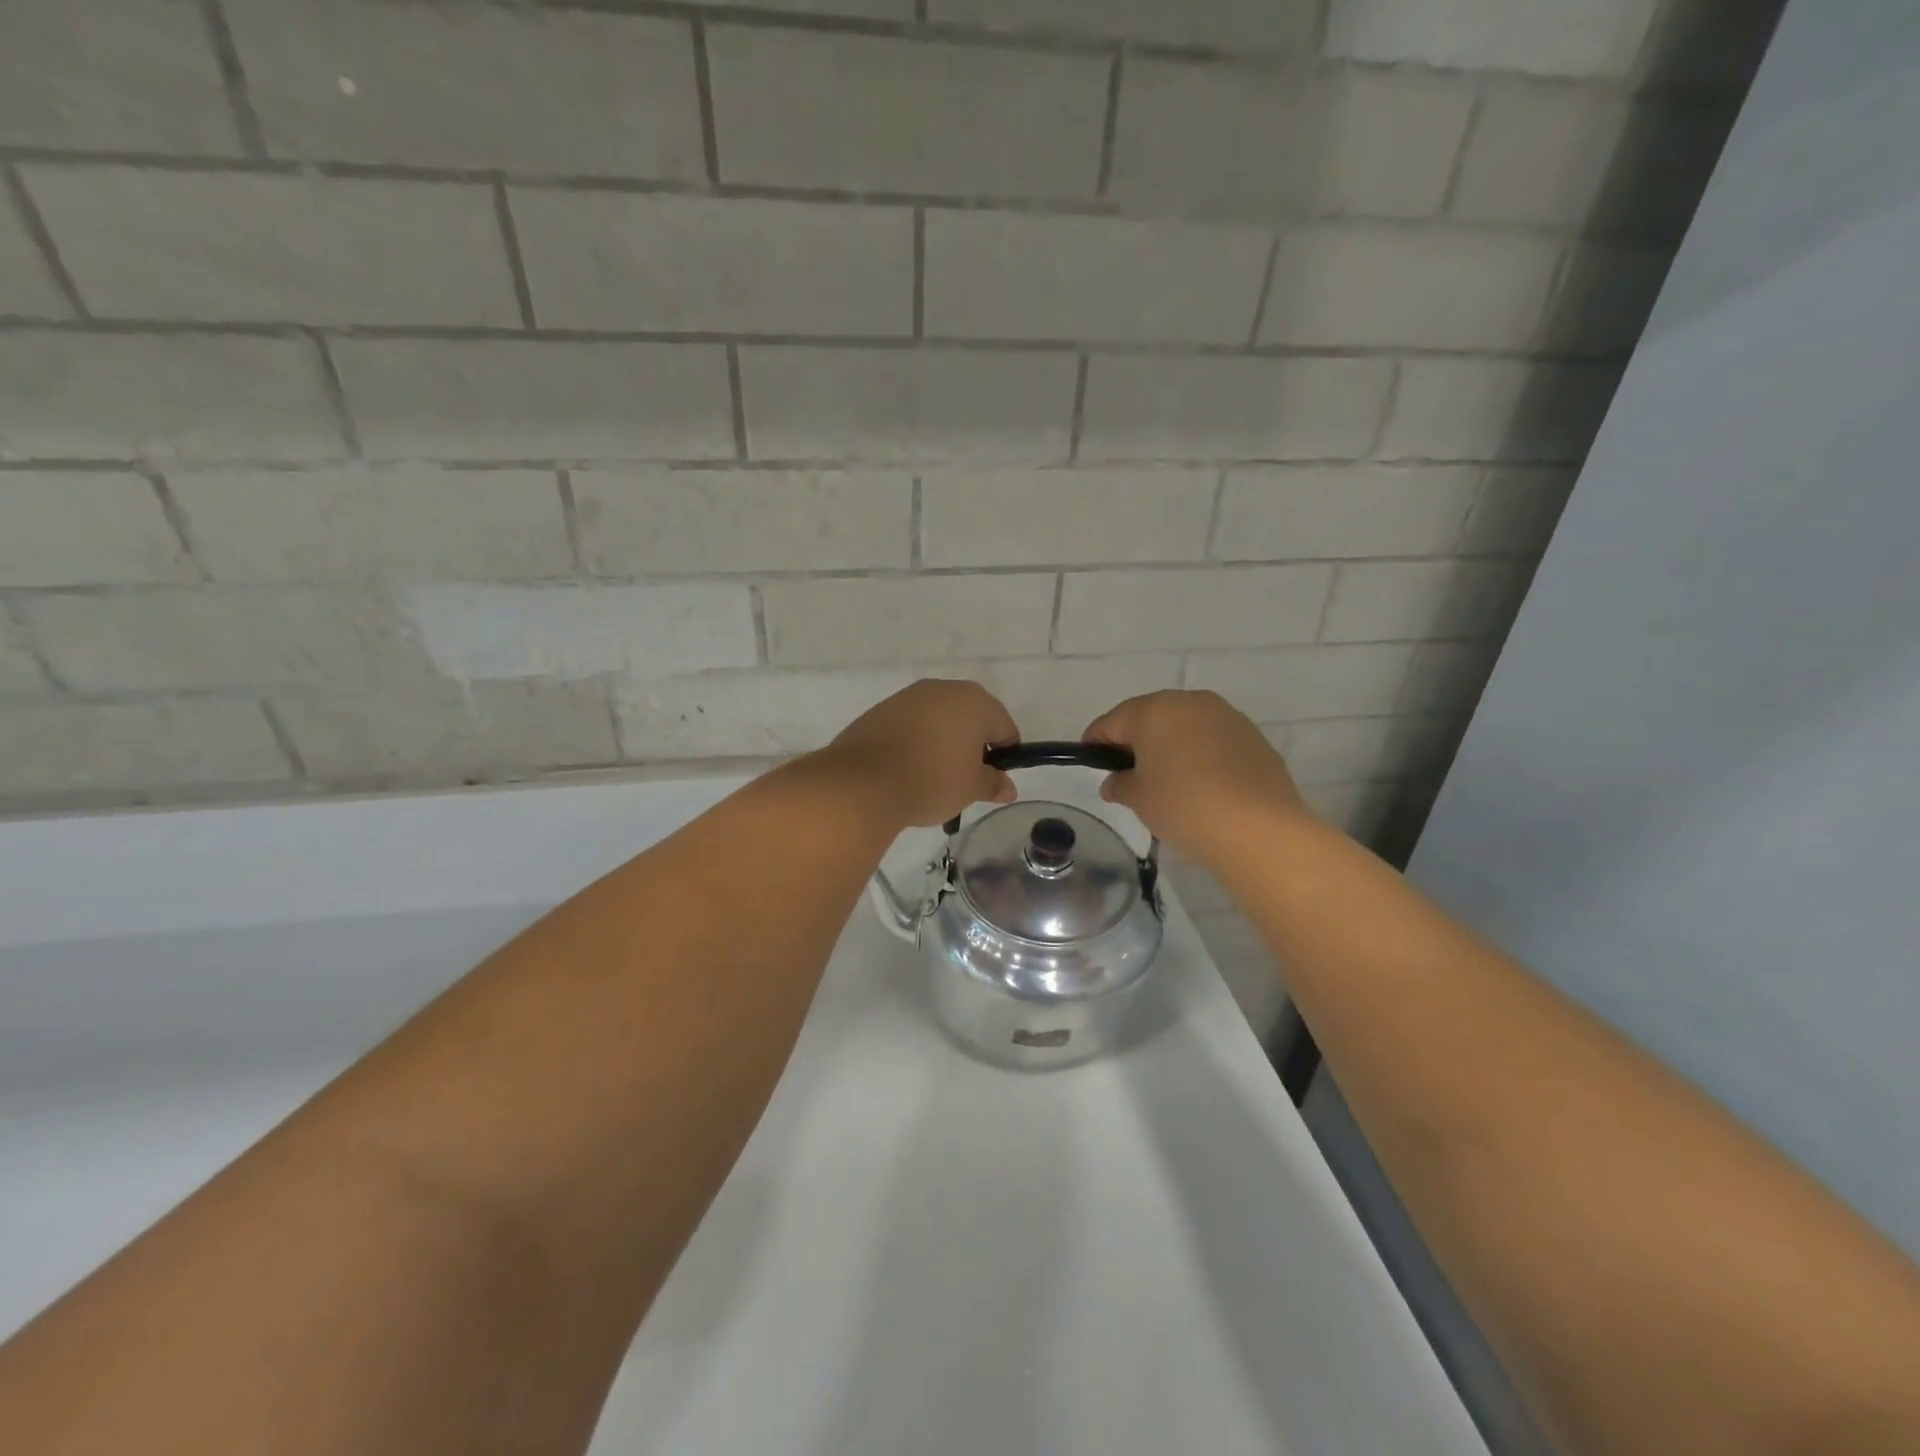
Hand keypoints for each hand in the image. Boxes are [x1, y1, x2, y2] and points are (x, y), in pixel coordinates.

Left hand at [821, 679, 1018, 827]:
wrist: (863, 783)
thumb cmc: (932, 781)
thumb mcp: (970, 788)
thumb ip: (993, 783)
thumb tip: (1007, 787)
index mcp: (974, 701)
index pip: (1004, 727)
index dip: (1005, 755)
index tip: (995, 780)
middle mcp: (943, 689)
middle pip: (971, 717)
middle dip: (973, 744)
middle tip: (966, 778)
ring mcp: (909, 696)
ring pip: (939, 718)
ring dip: (944, 741)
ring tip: (934, 776)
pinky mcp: (881, 710)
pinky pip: (912, 724)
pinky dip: (917, 741)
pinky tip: (909, 768)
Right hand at [1084, 690, 1309, 858]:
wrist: (1258, 827)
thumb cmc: (1184, 805)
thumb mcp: (1139, 799)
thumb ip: (1120, 784)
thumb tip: (1114, 782)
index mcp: (1153, 710)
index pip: (1112, 721)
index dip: (1096, 741)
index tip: (1089, 760)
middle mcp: (1189, 702)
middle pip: (1150, 716)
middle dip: (1135, 740)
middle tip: (1126, 771)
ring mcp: (1225, 716)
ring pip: (1184, 725)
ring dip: (1170, 744)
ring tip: (1165, 778)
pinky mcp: (1252, 736)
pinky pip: (1212, 739)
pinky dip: (1199, 753)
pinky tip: (1200, 783)